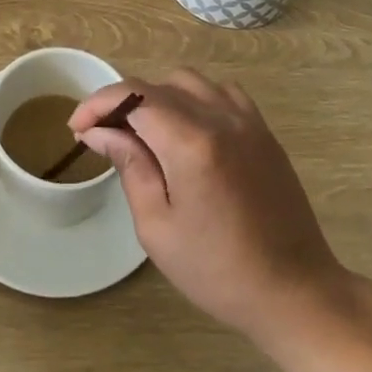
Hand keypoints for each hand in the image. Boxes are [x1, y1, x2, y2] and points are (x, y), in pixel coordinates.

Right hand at [71, 71, 345, 342]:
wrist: (295, 290)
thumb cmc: (218, 270)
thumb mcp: (158, 227)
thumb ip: (129, 166)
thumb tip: (99, 130)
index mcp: (190, 143)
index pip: (131, 97)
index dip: (97, 104)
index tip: (77, 128)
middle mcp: (219, 117)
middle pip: (156, 86)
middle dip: (121, 103)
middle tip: (104, 136)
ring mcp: (246, 119)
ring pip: (187, 81)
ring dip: (156, 96)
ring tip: (143, 131)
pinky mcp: (262, 129)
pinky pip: (220, 91)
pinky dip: (194, 98)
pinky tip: (187, 128)